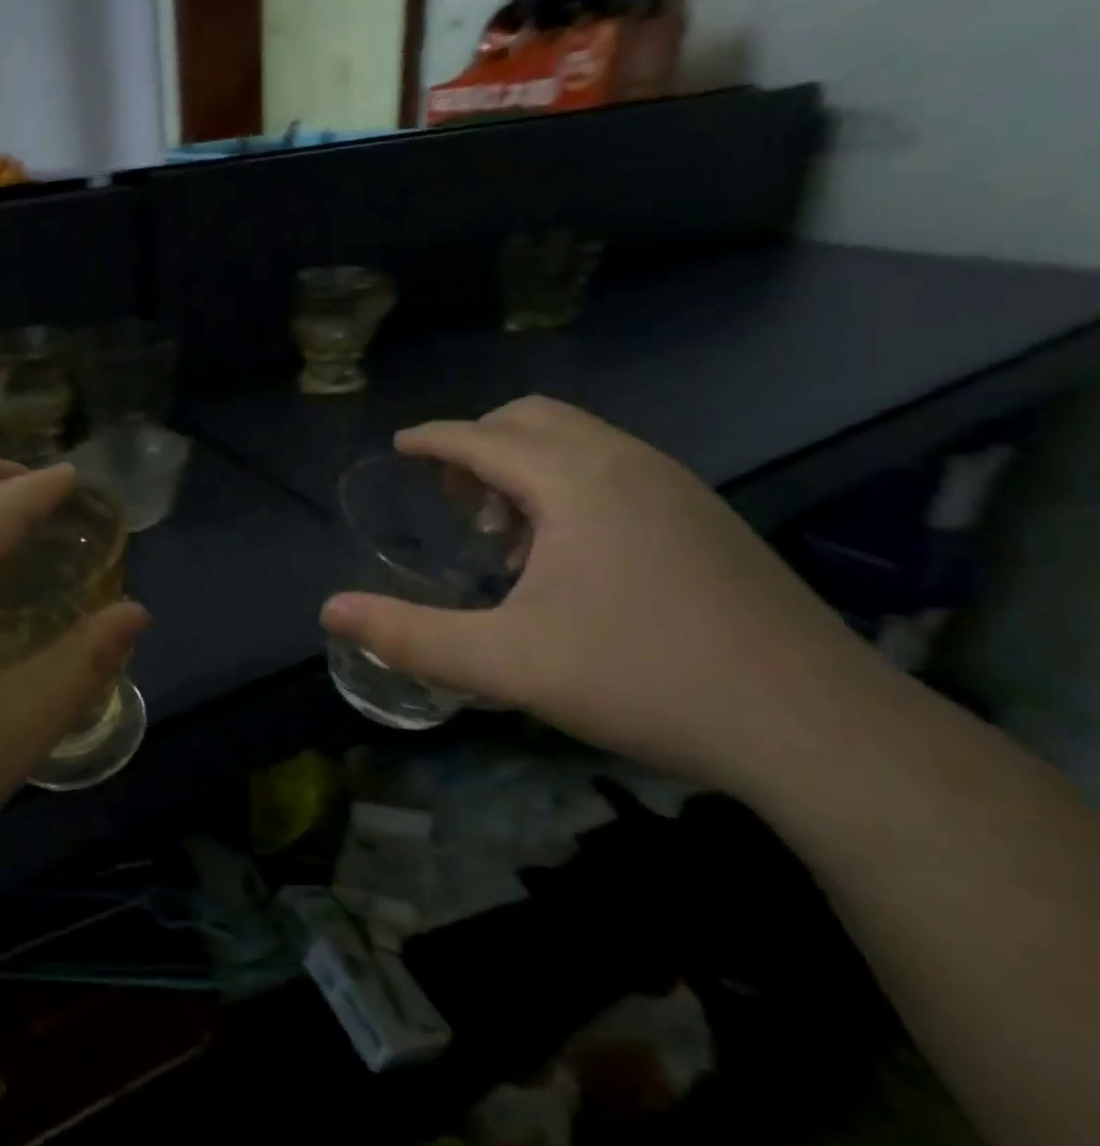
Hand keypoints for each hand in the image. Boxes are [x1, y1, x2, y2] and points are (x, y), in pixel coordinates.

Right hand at [320, 397, 878, 790]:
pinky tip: (571, 558)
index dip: (434, 438)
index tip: (401, 444)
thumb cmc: (644, 679)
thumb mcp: (507, 663)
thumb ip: (410, 635)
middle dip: (480, 447)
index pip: (483, 437)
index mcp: (576, 481)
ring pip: (579, 442)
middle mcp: (627, 463)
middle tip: (457, 505)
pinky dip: (571, 486)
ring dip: (527, 469)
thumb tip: (331, 611)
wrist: (815, 727)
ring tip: (507, 538)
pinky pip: (616, 469)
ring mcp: (677, 487)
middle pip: (533, 419)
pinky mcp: (706, 517)